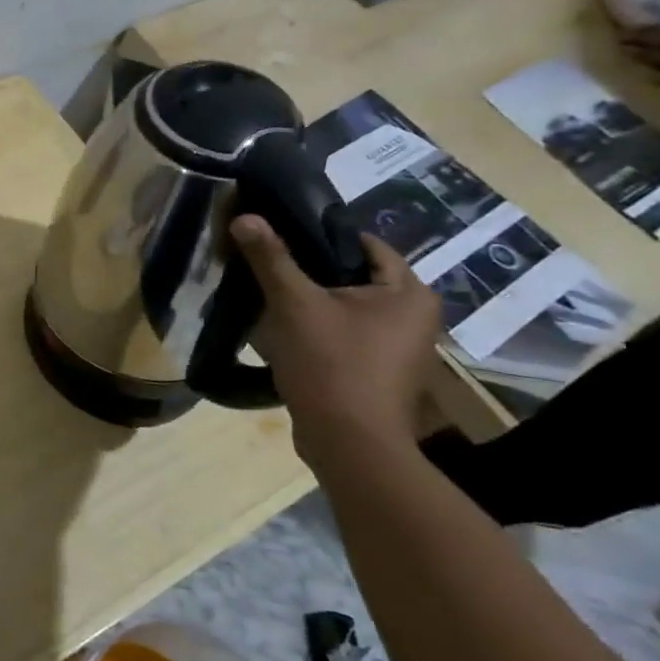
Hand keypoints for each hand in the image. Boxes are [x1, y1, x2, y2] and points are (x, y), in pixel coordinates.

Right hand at [232, 215, 439, 461]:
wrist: (349, 444)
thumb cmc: (332, 364)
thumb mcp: (295, 304)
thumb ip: (271, 258)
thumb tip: (244, 216)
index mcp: (409, 292)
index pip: (364, 244)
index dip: (319, 235)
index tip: (278, 235)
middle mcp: (415, 317)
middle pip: (353, 277)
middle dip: (310, 271)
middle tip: (266, 264)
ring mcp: (399, 349)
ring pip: (346, 309)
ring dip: (310, 303)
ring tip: (267, 296)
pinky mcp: (378, 374)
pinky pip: (344, 336)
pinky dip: (317, 330)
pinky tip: (281, 333)